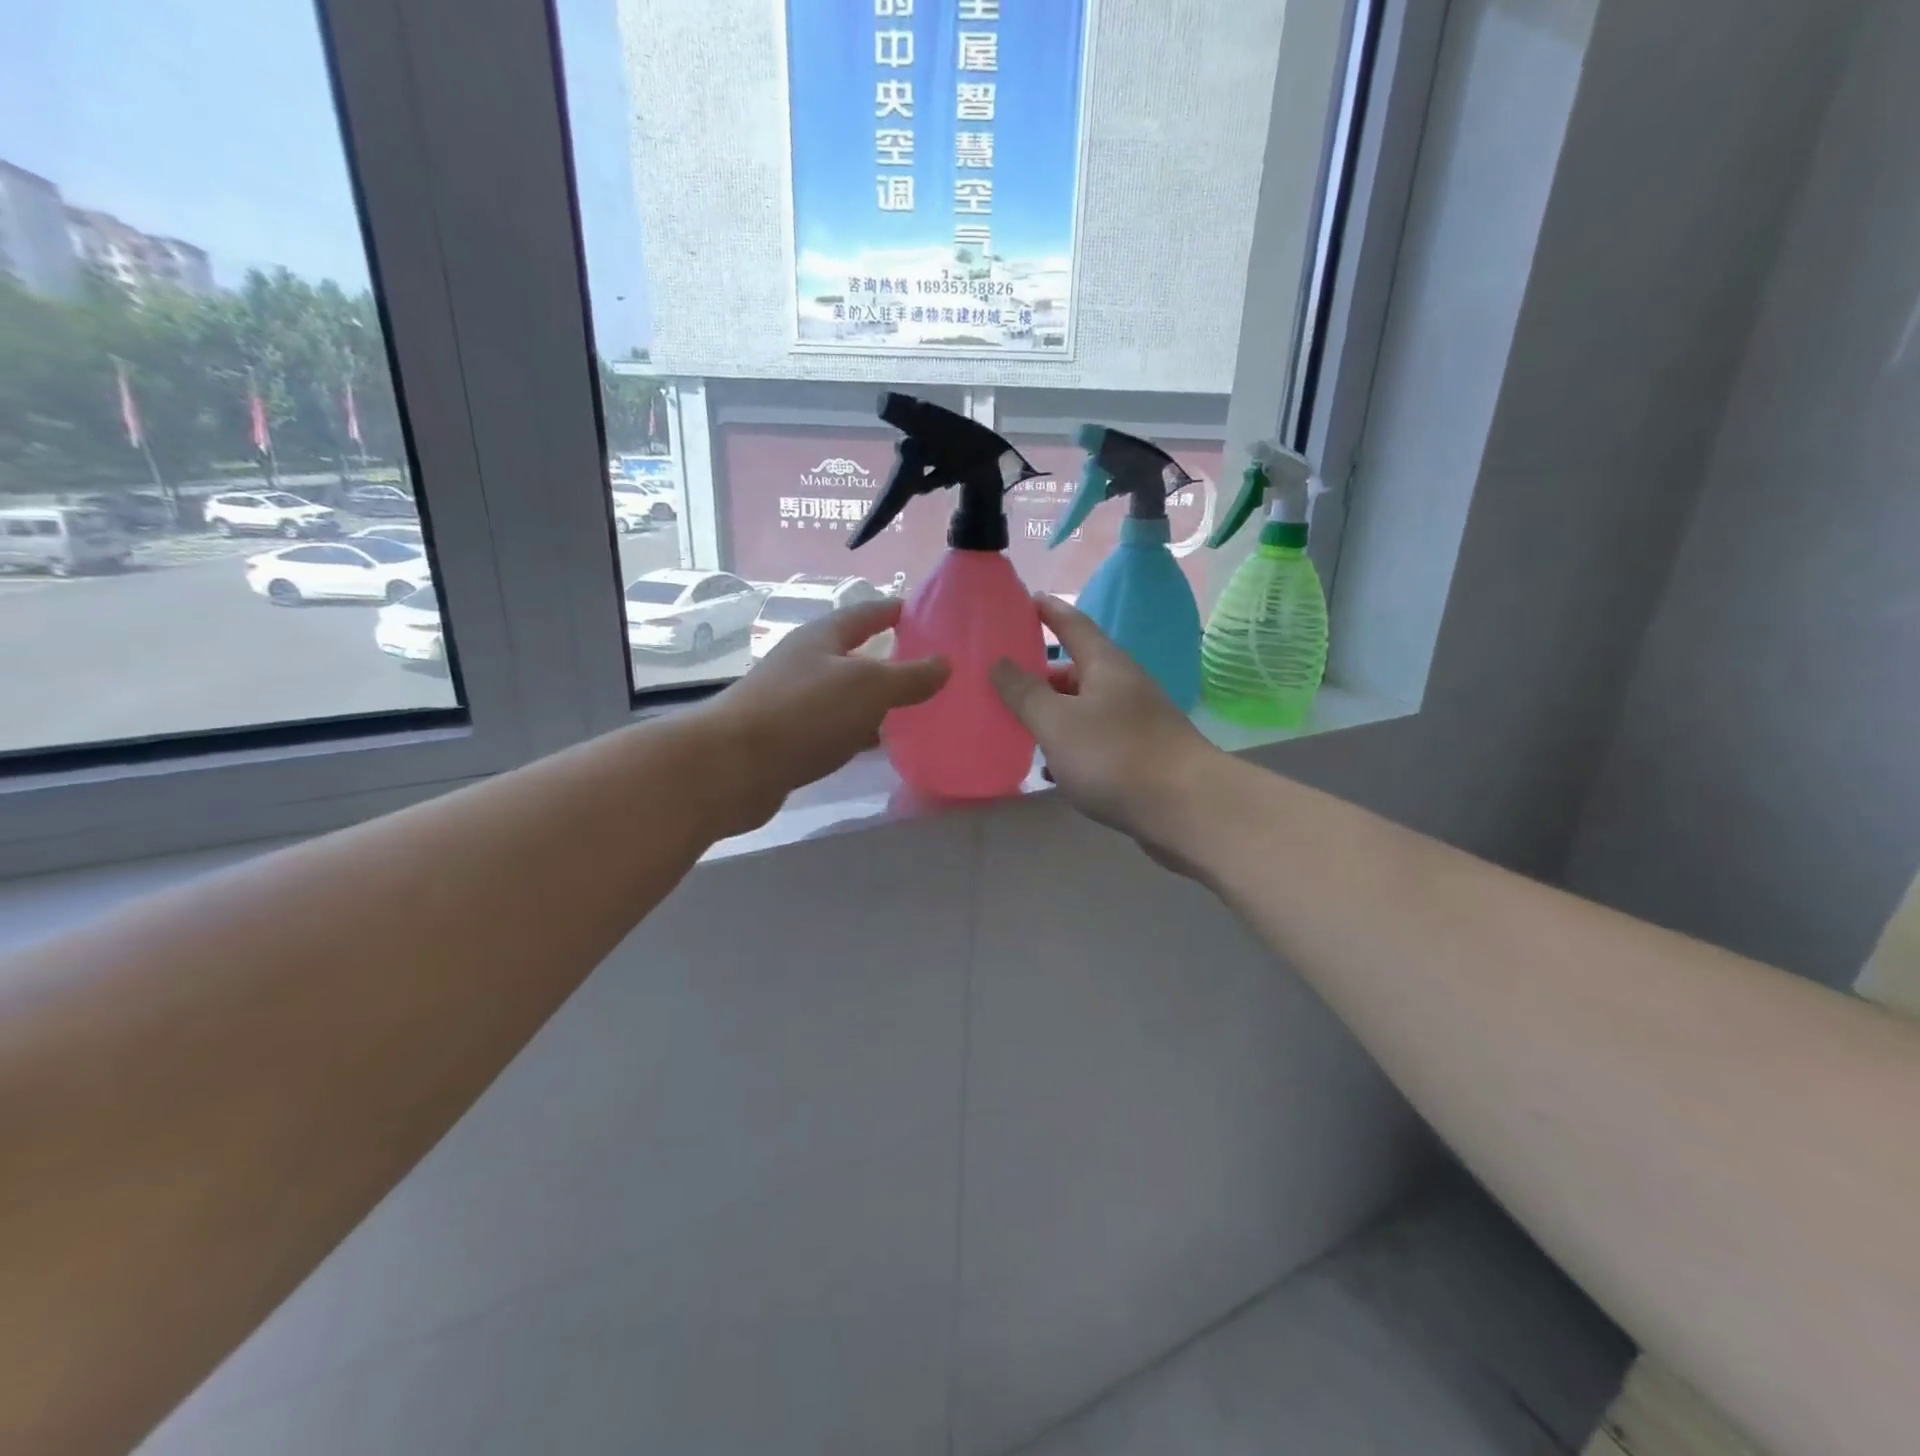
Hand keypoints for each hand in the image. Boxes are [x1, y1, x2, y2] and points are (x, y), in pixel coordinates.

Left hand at [707, 598, 948, 831]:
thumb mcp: (867, 686)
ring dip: (876, 701)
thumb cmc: (804, 711)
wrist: (733, 767)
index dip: (893, 611)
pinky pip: (835, 729)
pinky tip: (881, 745)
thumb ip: (909, 677)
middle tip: (930, 668)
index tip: (923, 613)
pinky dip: (860, 733)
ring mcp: (795, 703)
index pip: (864, 614)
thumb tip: (945, 663)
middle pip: (854, 655)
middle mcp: (806, 664)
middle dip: (889, 659)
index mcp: (822, 638)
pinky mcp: (790, 740)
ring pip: (846, 696)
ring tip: (916, 708)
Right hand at [989, 595, 1219, 859]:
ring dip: (1054, 715)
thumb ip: (1024, 693)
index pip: (1073, 624)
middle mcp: (1124, 686)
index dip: (1048, 611)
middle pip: (1077, 670)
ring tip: (1019, 726)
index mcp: (1106, 665)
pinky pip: (1097, 741)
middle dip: (1042, 675)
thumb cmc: (1115, 756)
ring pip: (1086, 709)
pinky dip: (1071, 747)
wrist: (1186, 809)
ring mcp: (1137, 722)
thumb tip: (998, 662)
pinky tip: (1052, 768)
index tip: (1025, 599)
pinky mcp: (1142, 756)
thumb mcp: (1057, 722)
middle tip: (1005, 681)